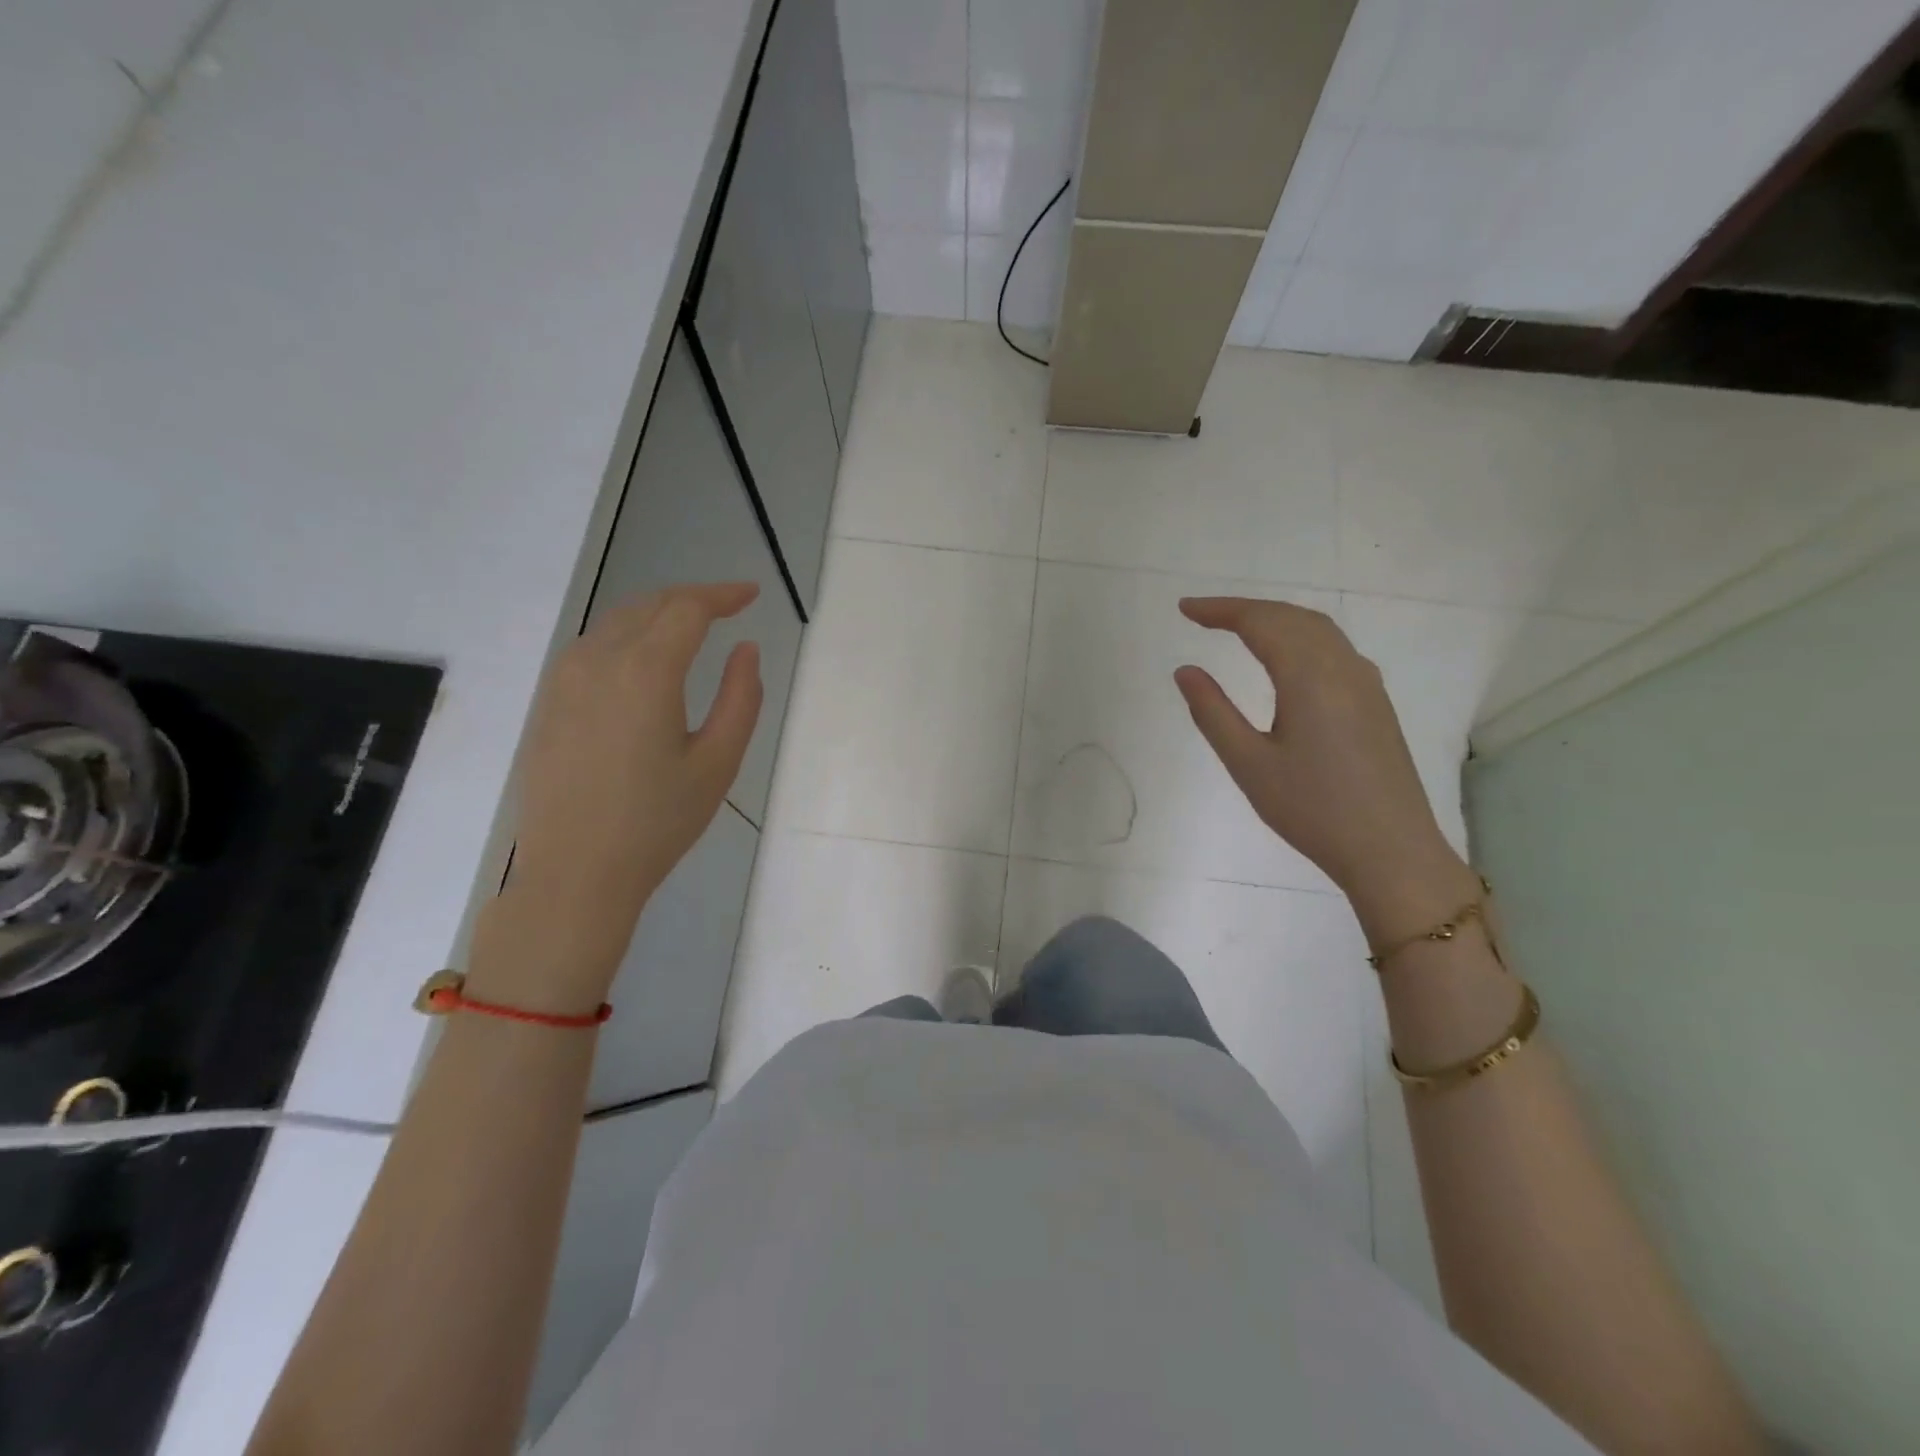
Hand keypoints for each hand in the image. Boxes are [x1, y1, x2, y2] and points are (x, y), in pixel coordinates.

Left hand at [475, 583, 762, 1008]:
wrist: (576, 872)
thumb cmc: (658, 821)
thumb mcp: (718, 763)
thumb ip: (741, 698)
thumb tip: (745, 649)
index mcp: (646, 672)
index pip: (687, 608)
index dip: (722, 595)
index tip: (751, 595)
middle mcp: (599, 661)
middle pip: (649, 605)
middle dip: (691, 599)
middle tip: (727, 607)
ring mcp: (565, 680)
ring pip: (616, 622)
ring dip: (657, 614)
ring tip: (690, 628)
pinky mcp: (549, 702)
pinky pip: (592, 647)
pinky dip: (627, 635)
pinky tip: (643, 659)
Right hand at [1173, 597, 1475, 943]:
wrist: (1391, 850)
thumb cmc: (1312, 810)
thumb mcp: (1249, 765)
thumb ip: (1213, 712)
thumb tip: (1185, 670)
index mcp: (1309, 678)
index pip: (1260, 623)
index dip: (1220, 610)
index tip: (1184, 609)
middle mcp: (1343, 667)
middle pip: (1291, 617)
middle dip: (1245, 609)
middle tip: (1203, 615)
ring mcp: (1366, 683)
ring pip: (1318, 629)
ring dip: (1276, 618)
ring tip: (1239, 627)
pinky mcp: (1375, 702)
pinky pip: (1335, 648)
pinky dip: (1300, 636)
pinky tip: (1288, 656)